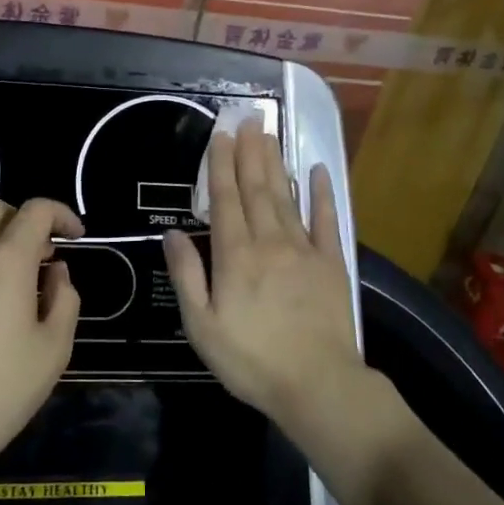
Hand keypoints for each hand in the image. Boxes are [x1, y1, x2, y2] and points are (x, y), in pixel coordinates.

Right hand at [162, 120, 362, 435]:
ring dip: (275, 163)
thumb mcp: (201, 325)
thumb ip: (187, 275)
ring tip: (268, 135)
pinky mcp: (331, 264)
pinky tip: (318, 170)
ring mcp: (304, 250)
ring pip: (285, 197)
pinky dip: (322, 193)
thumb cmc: (251, 359)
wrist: (318, 385)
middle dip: (249, 152)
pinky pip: (326, 220)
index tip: (220, 135)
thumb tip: (171, 233)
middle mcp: (269, 242)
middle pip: (256, 189)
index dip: (221, 165)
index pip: (225, 200)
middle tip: (248, 118)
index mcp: (235, 256)